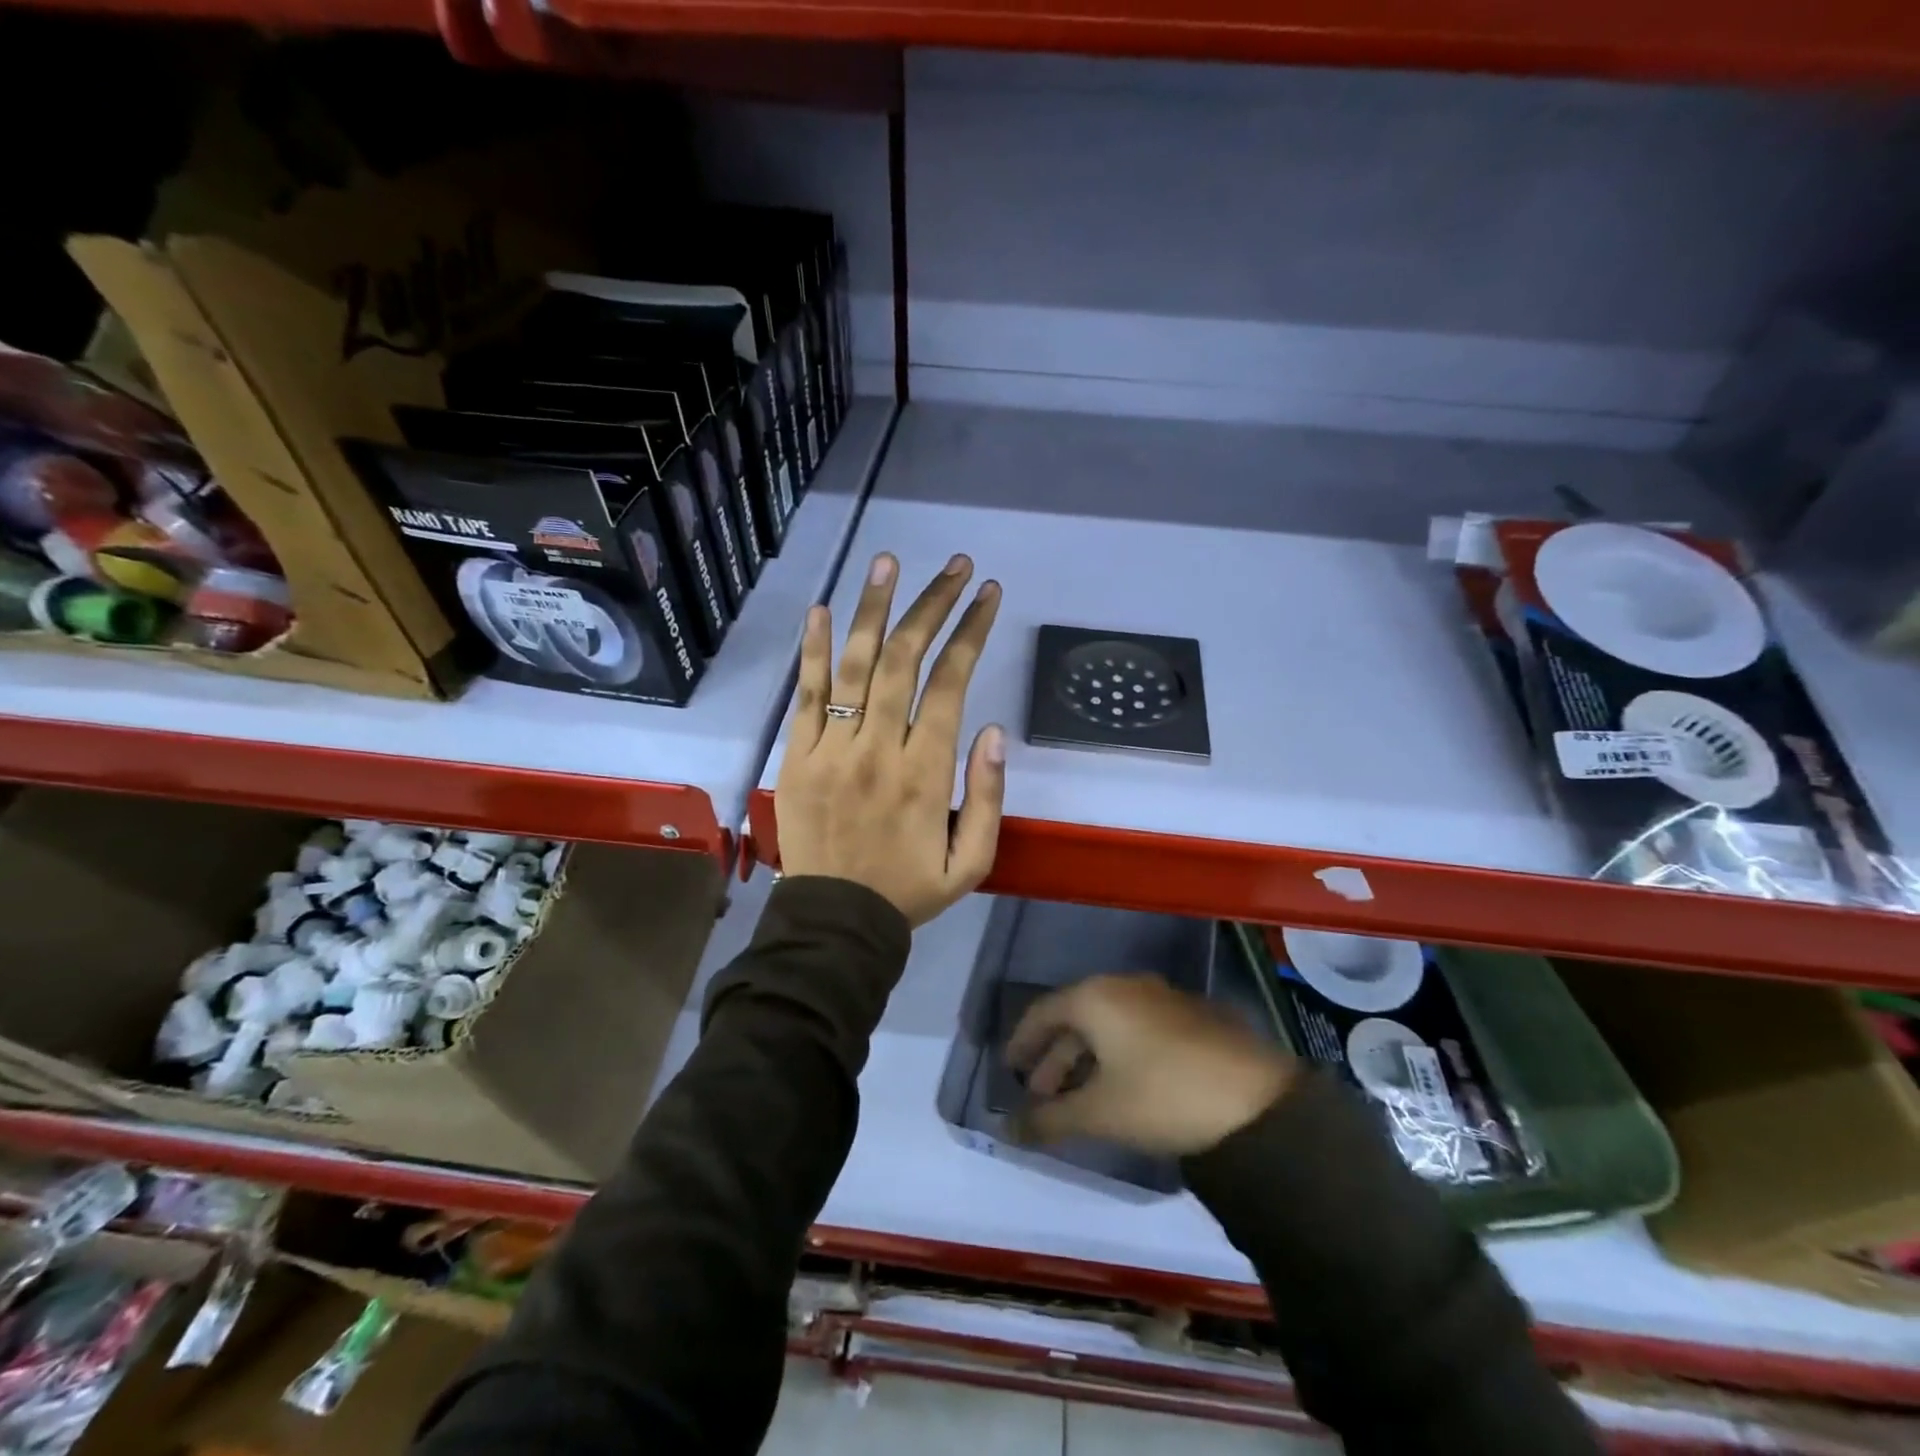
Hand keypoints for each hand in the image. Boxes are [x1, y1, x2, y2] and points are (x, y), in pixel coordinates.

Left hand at [775, 551, 1003, 927]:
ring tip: (888, 562)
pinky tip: (822, 610)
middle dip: (932, 605)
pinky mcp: (796, 756)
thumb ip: (988, 797)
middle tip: (953, 566)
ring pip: (852, 664)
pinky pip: (805, 695)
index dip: (970, 632)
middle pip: (903, 659)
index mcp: (926, 773)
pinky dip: (812, 650)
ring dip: (872, 608)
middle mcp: (878, 748)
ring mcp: (830, 749)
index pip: (950, 683)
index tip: (987, 594)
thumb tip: (991, 730)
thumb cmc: (908, 891)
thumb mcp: (972, 862)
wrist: (834, 924)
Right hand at [1006, 975, 1294, 1155]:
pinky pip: (1137, 1029)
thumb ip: (1048, 1120)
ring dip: (1087, 1059)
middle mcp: (1126, 986)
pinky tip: (1123, 1087)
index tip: (1009, 1070)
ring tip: (1079, 1098)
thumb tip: (1005, 1131)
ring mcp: (1163, 998)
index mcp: (1096, 996)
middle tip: (1041, 1095)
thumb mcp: (1099, 1112)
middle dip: (1055, 1058)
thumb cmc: (1163, 1096)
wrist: (1257, 1101)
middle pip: (1076, 1017)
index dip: (1022, 1042)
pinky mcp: (1191, 1017)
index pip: (1043, 1011)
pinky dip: (1118, 1055)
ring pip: (1109, 1024)